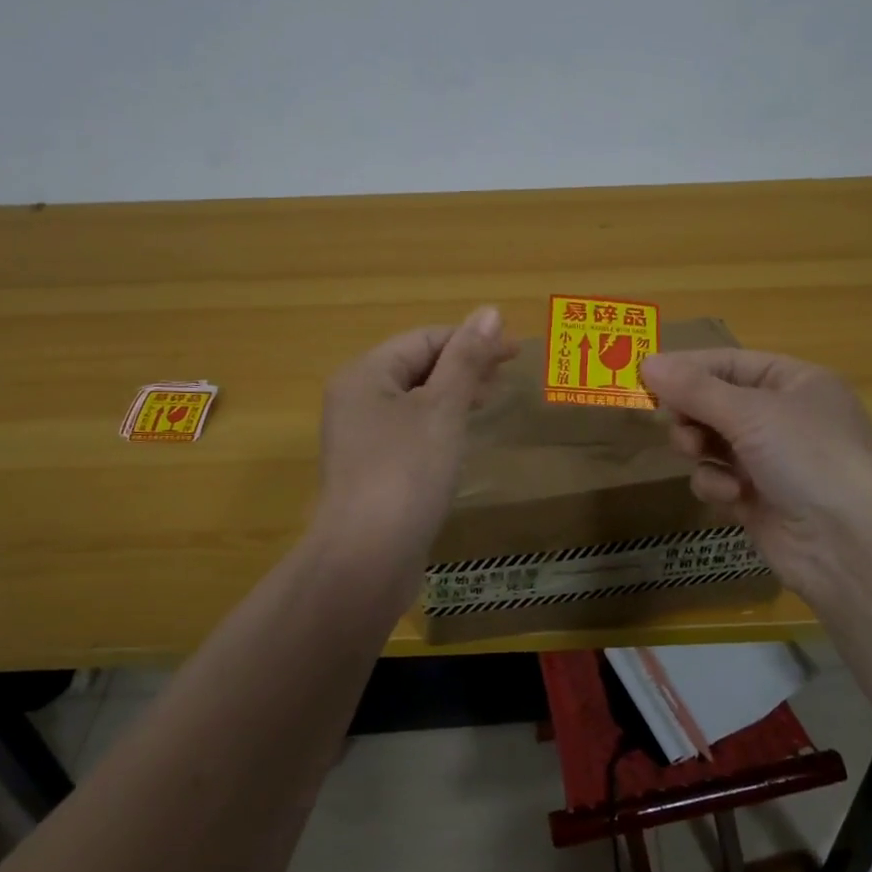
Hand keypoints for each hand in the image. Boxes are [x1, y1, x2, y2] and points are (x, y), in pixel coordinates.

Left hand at [308, 307, 517, 599]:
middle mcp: (356, 400)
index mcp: (365, 374)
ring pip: (414, 401)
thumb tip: (489, 311)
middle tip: (506, 376)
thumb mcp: (443, 408)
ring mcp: (360, 438)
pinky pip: (409, 433)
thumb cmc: (406, 472)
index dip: (471, 339)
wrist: (366, 559)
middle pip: (416, 367)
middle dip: (463, 366)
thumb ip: (466, 359)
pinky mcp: (371, 471)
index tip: (515, 352)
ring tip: (490, 401)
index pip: (424, 338)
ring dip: (453, 395)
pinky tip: (462, 438)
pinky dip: (439, 426)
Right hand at [638, 349, 871, 601]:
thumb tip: (646, 361)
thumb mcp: (749, 412)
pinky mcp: (759, 499)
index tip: (646, 375)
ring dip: (700, 448)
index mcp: (795, 382)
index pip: (730, 362)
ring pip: (711, 442)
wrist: (850, 546)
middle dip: (692, 413)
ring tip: (697, 453)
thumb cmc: (807, 457)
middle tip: (673, 420)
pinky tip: (731, 496)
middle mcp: (784, 417)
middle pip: (716, 402)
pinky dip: (717, 484)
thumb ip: (694, 388)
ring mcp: (772, 461)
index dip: (689, 367)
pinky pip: (718, 479)